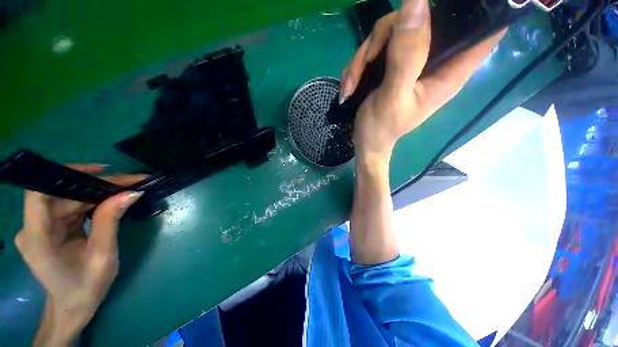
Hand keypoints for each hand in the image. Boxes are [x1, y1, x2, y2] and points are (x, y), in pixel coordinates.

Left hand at [14, 164, 145, 345]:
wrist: (73, 306)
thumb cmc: (86, 286)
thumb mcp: (102, 255)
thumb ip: (110, 221)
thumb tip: (131, 193)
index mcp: (38, 238)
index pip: (39, 194)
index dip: (65, 174)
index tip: (99, 170)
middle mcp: (34, 228)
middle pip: (62, 195)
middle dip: (96, 185)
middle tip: (131, 181)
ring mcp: (41, 228)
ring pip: (69, 199)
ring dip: (97, 193)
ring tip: (127, 187)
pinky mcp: (51, 228)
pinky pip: (71, 208)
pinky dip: (92, 202)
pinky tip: (111, 199)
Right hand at [340, 0, 506, 157]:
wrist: (365, 142)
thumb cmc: (381, 129)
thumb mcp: (392, 97)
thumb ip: (406, 56)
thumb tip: (416, 2)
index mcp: (449, 71)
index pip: (484, 30)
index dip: (474, 10)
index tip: (444, 7)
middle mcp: (434, 60)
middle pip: (421, 18)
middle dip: (386, 36)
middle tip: (366, 63)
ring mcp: (411, 60)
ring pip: (391, 31)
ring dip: (363, 56)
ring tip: (351, 85)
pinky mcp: (392, 64)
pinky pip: (376, 47)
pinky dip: (359, 64)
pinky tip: (351, 85)